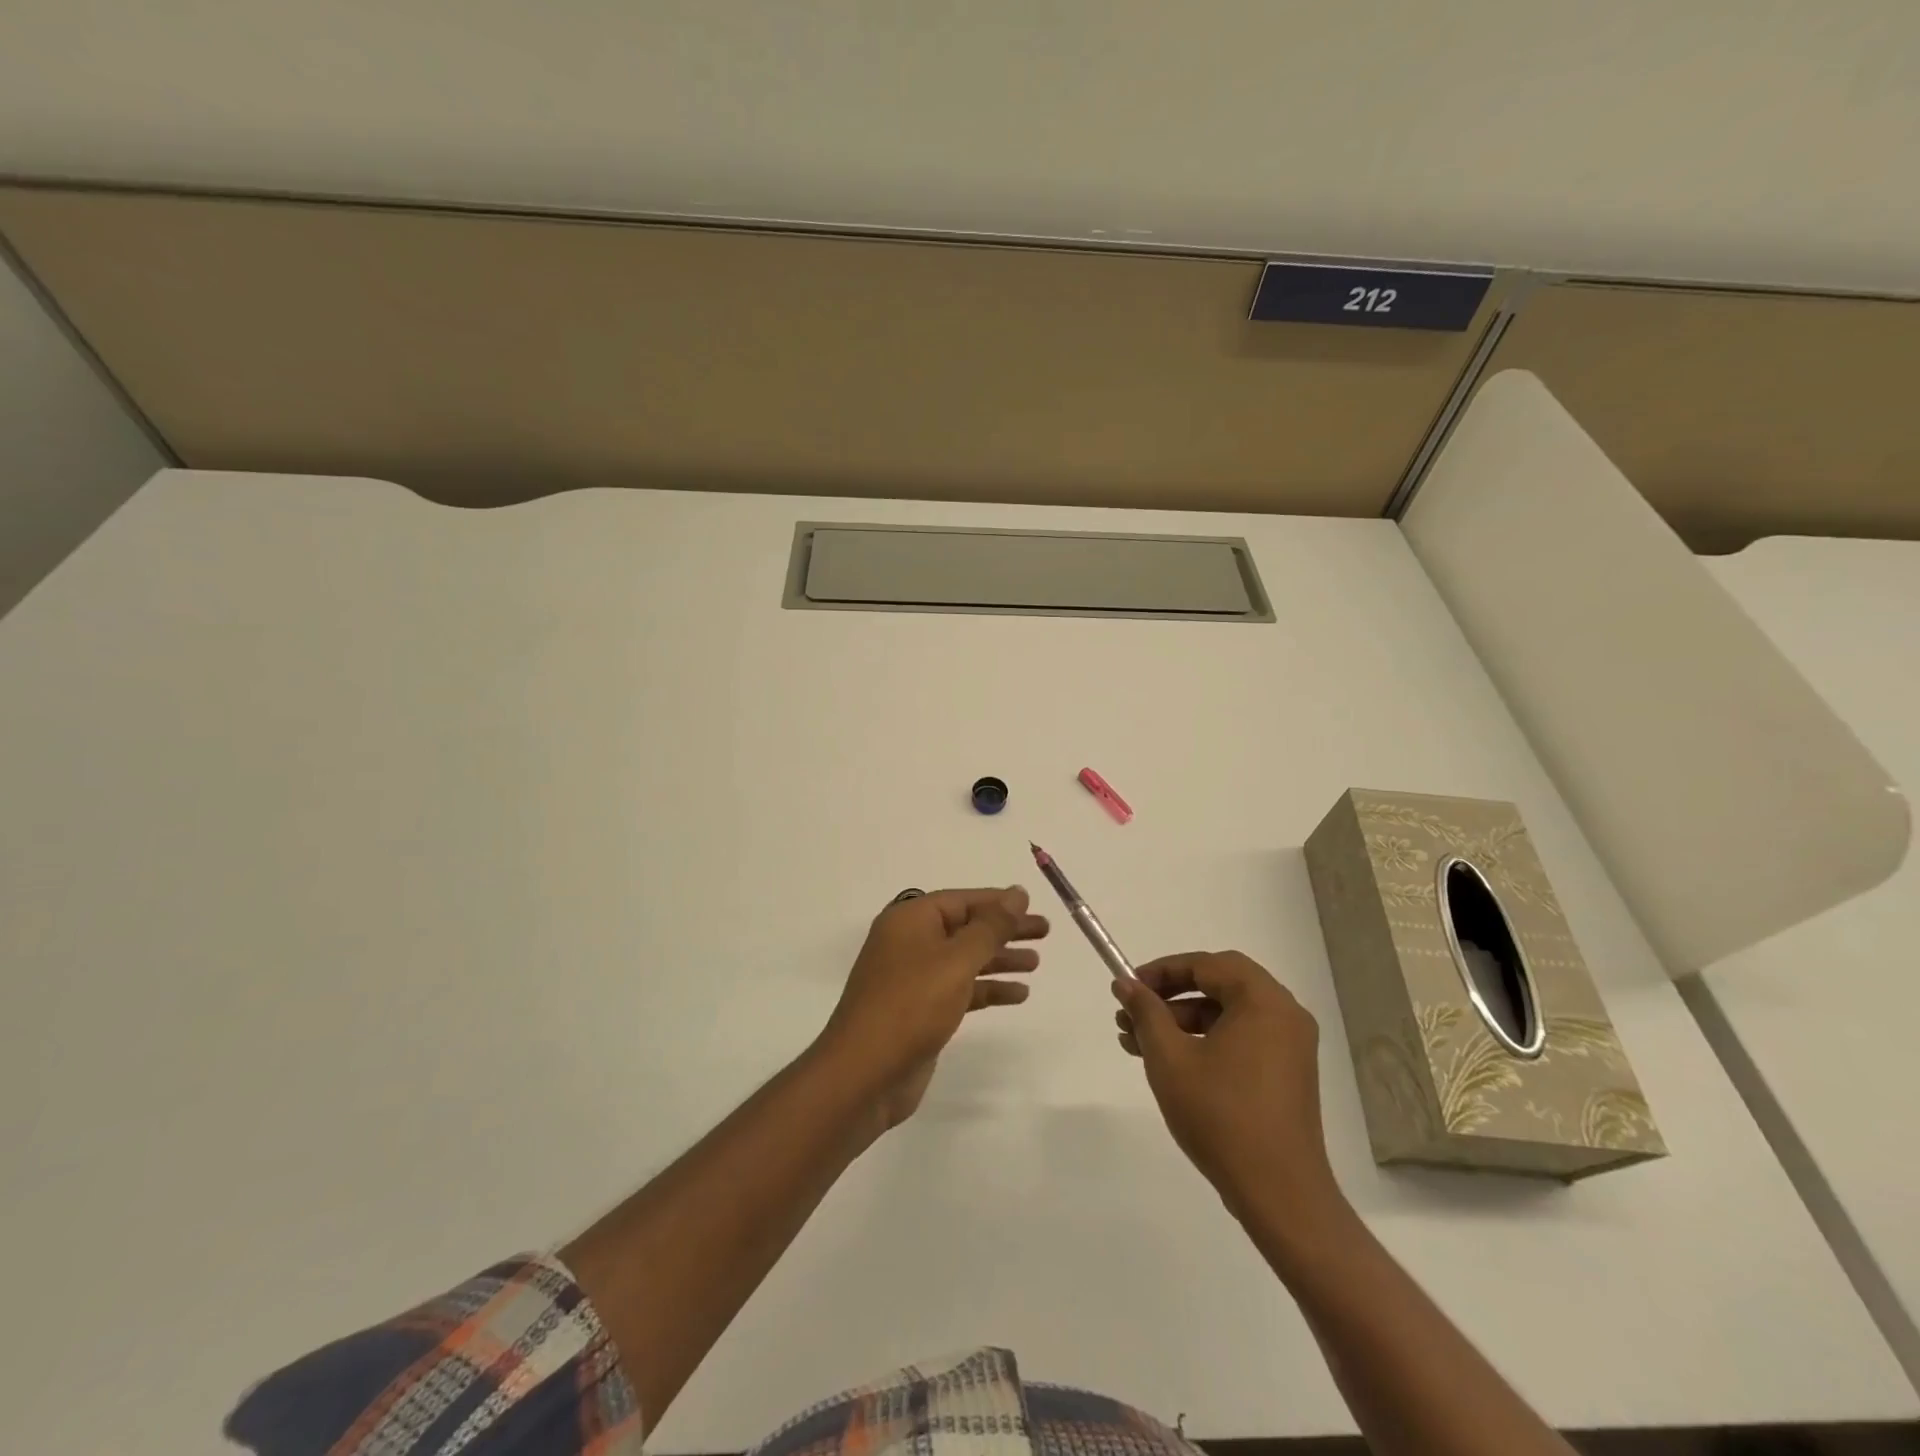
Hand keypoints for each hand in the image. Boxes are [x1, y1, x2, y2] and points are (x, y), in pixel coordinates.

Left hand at [819, 887, 1048, 1129]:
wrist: (864, 1074)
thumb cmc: (911, 1005)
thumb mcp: (956, 960)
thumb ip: (990, 927)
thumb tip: (1016, 894)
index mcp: (910, 920)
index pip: (961, 900)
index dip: (998, 902)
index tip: (1032, 905)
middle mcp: (909, 942)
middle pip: (965, 928)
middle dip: (1004, 929)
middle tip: (1044, 932)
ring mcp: (913, 978)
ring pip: (965, 959)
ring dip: (999, 959)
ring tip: (1036, 963)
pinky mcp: (920, 1010)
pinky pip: (960, 989)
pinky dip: (987, 989)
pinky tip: (1018, 994)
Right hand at [1114, 951, 1340, 1224]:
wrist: (1279, 1195)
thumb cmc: (1221, 1116)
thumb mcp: (1169, 1058)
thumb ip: (1146, 1013)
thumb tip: (1125, 984)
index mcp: (1264, 1001)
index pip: (1207, 964)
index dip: (1163, 971)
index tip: (1129, 988)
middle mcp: (1284, 1015)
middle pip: (1218, 985)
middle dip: (1170, 997)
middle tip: (1132, 1014)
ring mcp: (1290, 1047)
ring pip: (1227, 1015)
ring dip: (1182, 1022)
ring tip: (1136, 1043)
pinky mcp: (1287, 1075)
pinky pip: (1241, 1039)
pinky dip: (1205, 1042)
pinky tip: (1170, 1063)